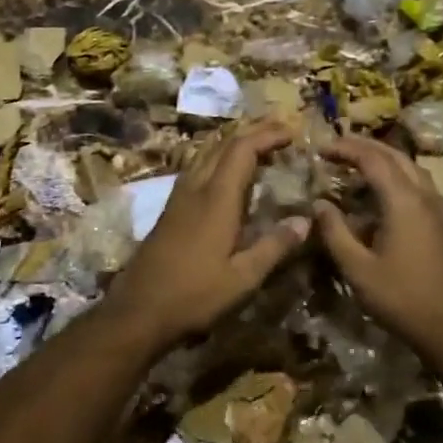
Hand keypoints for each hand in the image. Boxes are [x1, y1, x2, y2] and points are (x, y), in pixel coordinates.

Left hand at [101, 121, 310, 352]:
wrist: (137, 311)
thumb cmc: (193, 296)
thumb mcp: (242, 278)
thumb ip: (274, 246)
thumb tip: (305, 220)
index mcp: (216, 200)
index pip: (242, 150)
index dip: (267, 136)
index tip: (292, 132)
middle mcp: (195, 189)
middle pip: (222, 145)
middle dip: (252, 132)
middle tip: (279, 131)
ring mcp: (177, 199)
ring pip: (205, 155)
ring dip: (232, 144)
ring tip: (256, 146)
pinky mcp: (168, 212)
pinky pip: (196, 170)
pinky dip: (217, 161)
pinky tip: (224, 177)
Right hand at [313, 134, 442, 351]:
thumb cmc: (402, 298)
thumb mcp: (358, 269)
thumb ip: (335, 232)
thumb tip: (319, 204)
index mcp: (403, 201)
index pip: (372, 159)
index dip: (345, 149)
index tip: (321, 150)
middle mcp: (426, 196)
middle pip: (396, 156)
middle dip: (365, 147)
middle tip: (337, 147)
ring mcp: (441, 209)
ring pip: (412, 169)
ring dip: (385, 159)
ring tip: (359, 164)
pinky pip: (421, 186)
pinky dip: (399, 177)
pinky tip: (387, 195)